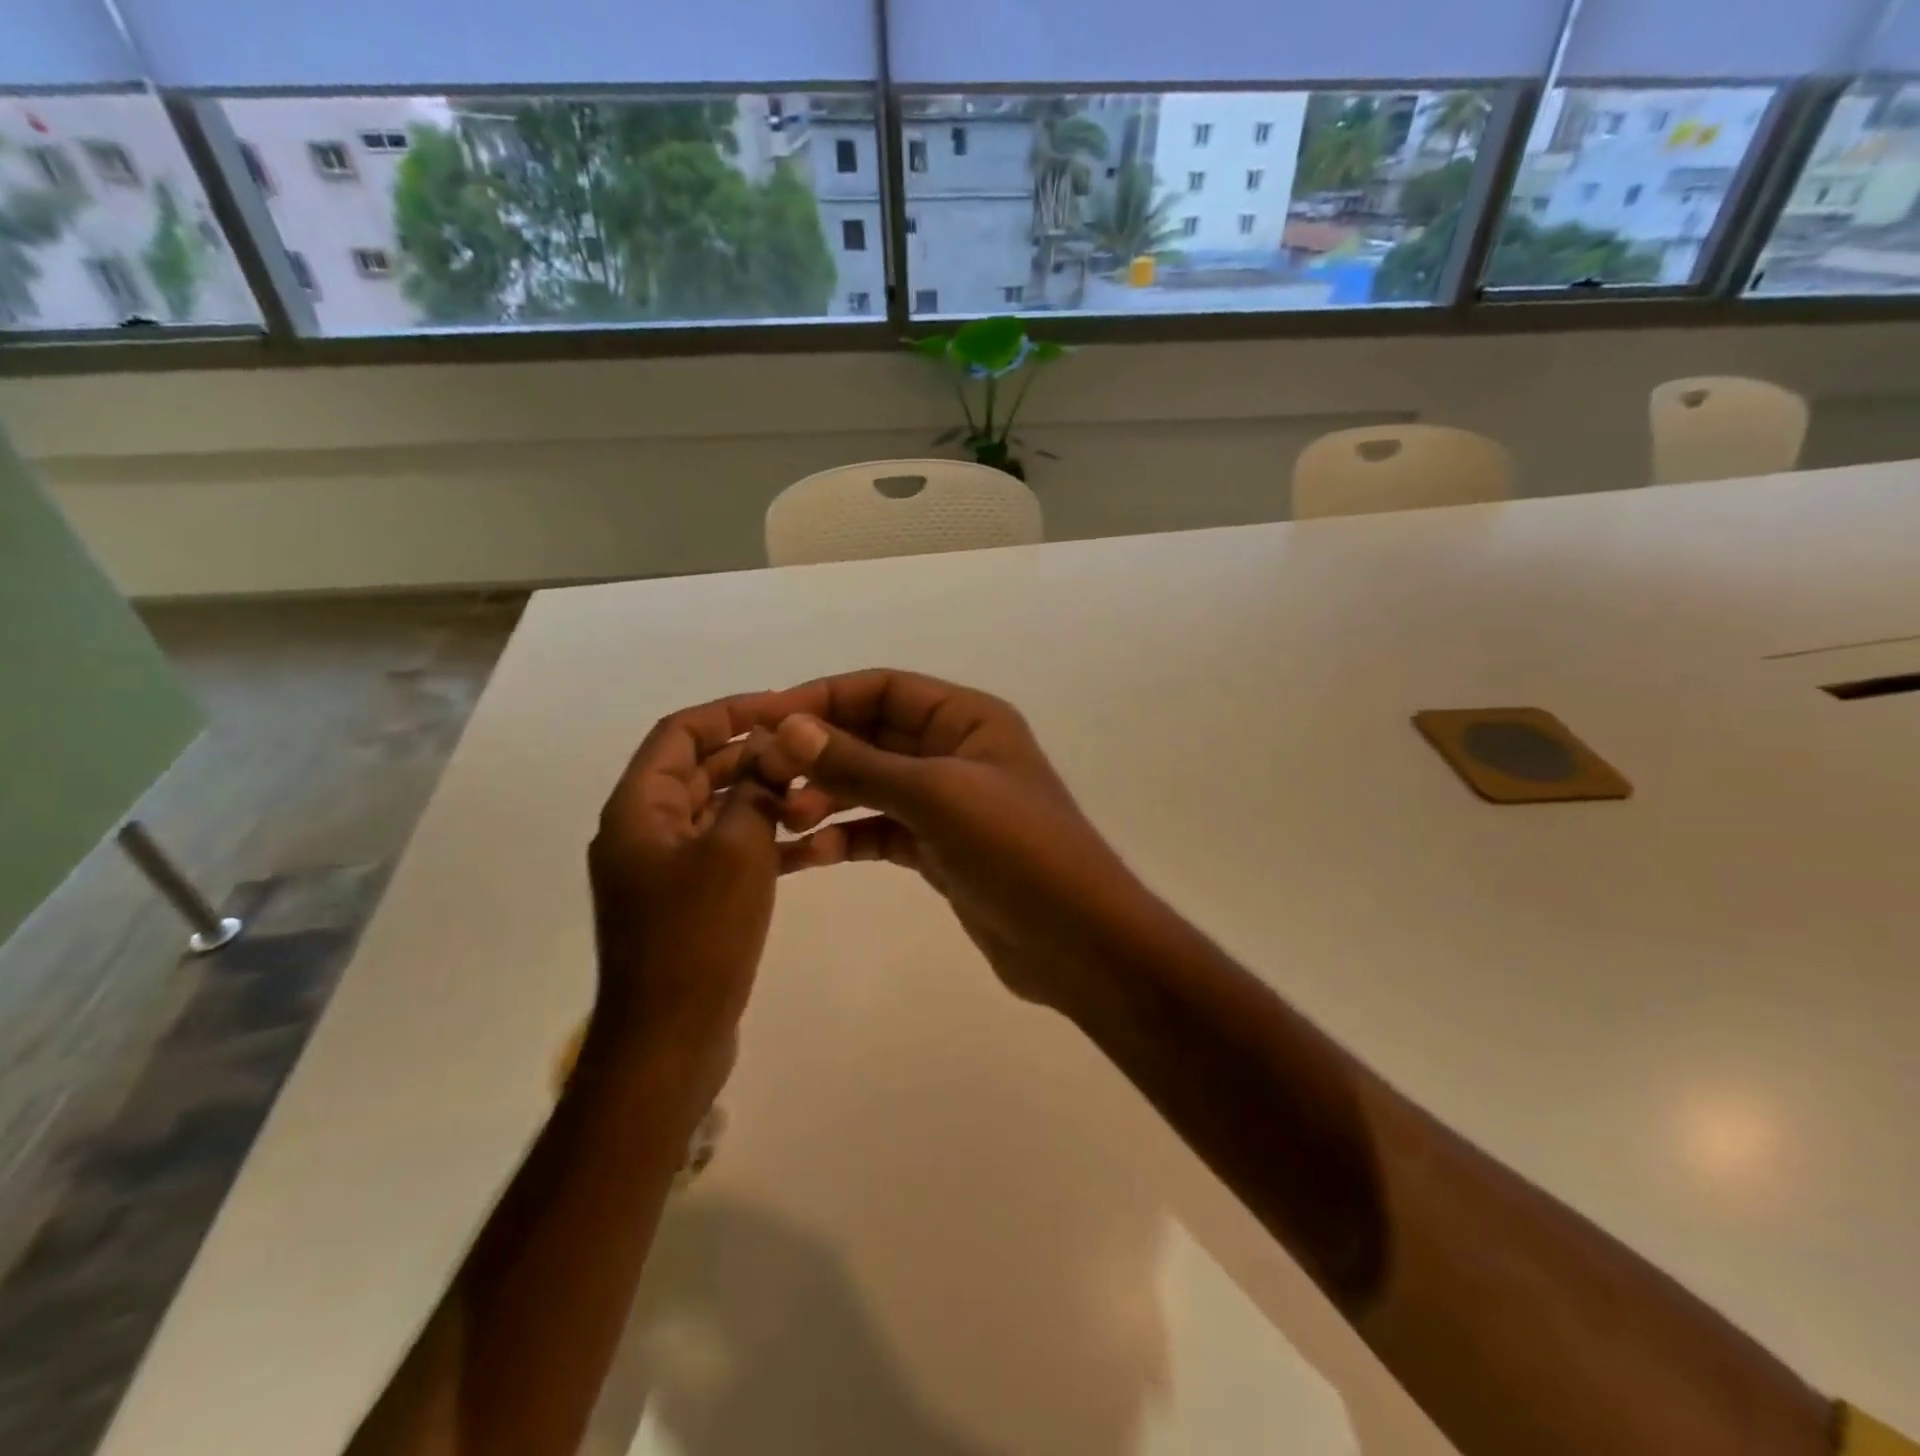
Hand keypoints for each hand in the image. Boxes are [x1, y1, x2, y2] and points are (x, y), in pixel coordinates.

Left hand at [587, 693, 787, 1098]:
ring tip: (818, 791)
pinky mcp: (688, 901)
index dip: (729, 711)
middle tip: (810, 750)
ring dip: (763, 797)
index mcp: (639, 809)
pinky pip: (726, 852)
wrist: (669, 1039)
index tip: (782, 707)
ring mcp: (665, 869)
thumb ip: (755, 792)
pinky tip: (811, 844)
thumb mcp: (737, 850)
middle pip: (699, 770)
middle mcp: (644, 830)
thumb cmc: (698, 935)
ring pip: (718, 811)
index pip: (679, 733)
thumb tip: (772, 755)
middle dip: (753, 755)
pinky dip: (762, 840)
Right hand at [751, 670, 1166, 1014]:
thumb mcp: (936, 797)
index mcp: (967, 719)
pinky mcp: (939, 850)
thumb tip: (787, 727)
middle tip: (764, 779)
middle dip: (819, 753)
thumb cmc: (1016, 850)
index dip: (822, 698)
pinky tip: (808, 855)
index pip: (883, 689)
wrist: (1076, 941)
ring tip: (783, 819)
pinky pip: (880, 832)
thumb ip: (860, 763)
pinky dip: (845, 838)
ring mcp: (947, 804)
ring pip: (872, 786)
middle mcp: (956, 752)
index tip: (764, 720)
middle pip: (872, 736)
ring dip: (826, 796)